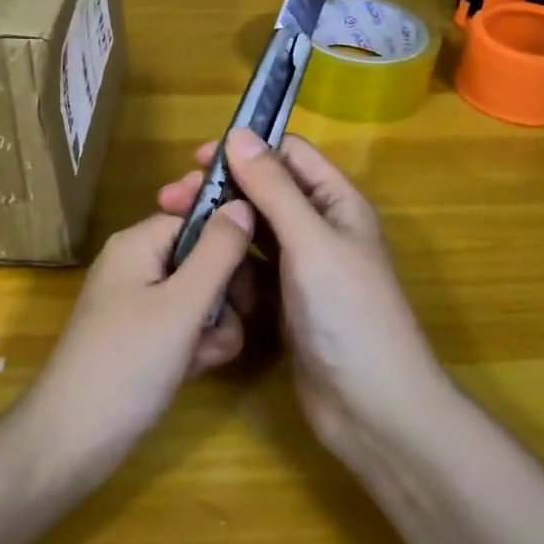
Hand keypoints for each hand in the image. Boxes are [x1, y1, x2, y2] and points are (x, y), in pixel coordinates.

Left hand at [23, 203, 255, 482]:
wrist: (73, 439)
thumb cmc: (128, 362)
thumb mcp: (181, 305)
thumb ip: (218, 253)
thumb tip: (243, 202)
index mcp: (137, 243)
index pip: (196, 218)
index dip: (228, 241)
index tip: (253, 274)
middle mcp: (137, 265)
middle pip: (201, 258)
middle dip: (224, 292)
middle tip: (231, 319)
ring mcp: (138, 304)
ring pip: (200, 296)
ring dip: (214, 325)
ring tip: (204, 354)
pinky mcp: (143, 338)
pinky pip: (184, 326)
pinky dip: (196, 345)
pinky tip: (194, 369)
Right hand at [158, 129, 449, 464]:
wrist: (373, 410)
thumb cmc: (348, 314)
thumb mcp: (310, 241)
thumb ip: (274, 187)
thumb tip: (238, 133)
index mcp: (336, 203)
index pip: (289, 155)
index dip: (246, 149)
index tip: (197, 160)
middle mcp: (319, 229)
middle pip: (264, 192)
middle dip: (221, 190)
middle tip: (170, 199)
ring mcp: (302, 269)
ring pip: (253, 232)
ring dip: (218, 228)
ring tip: (172, 231)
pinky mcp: (285, 303)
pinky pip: (249, 270)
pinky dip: (226, 265)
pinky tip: (196, 270)